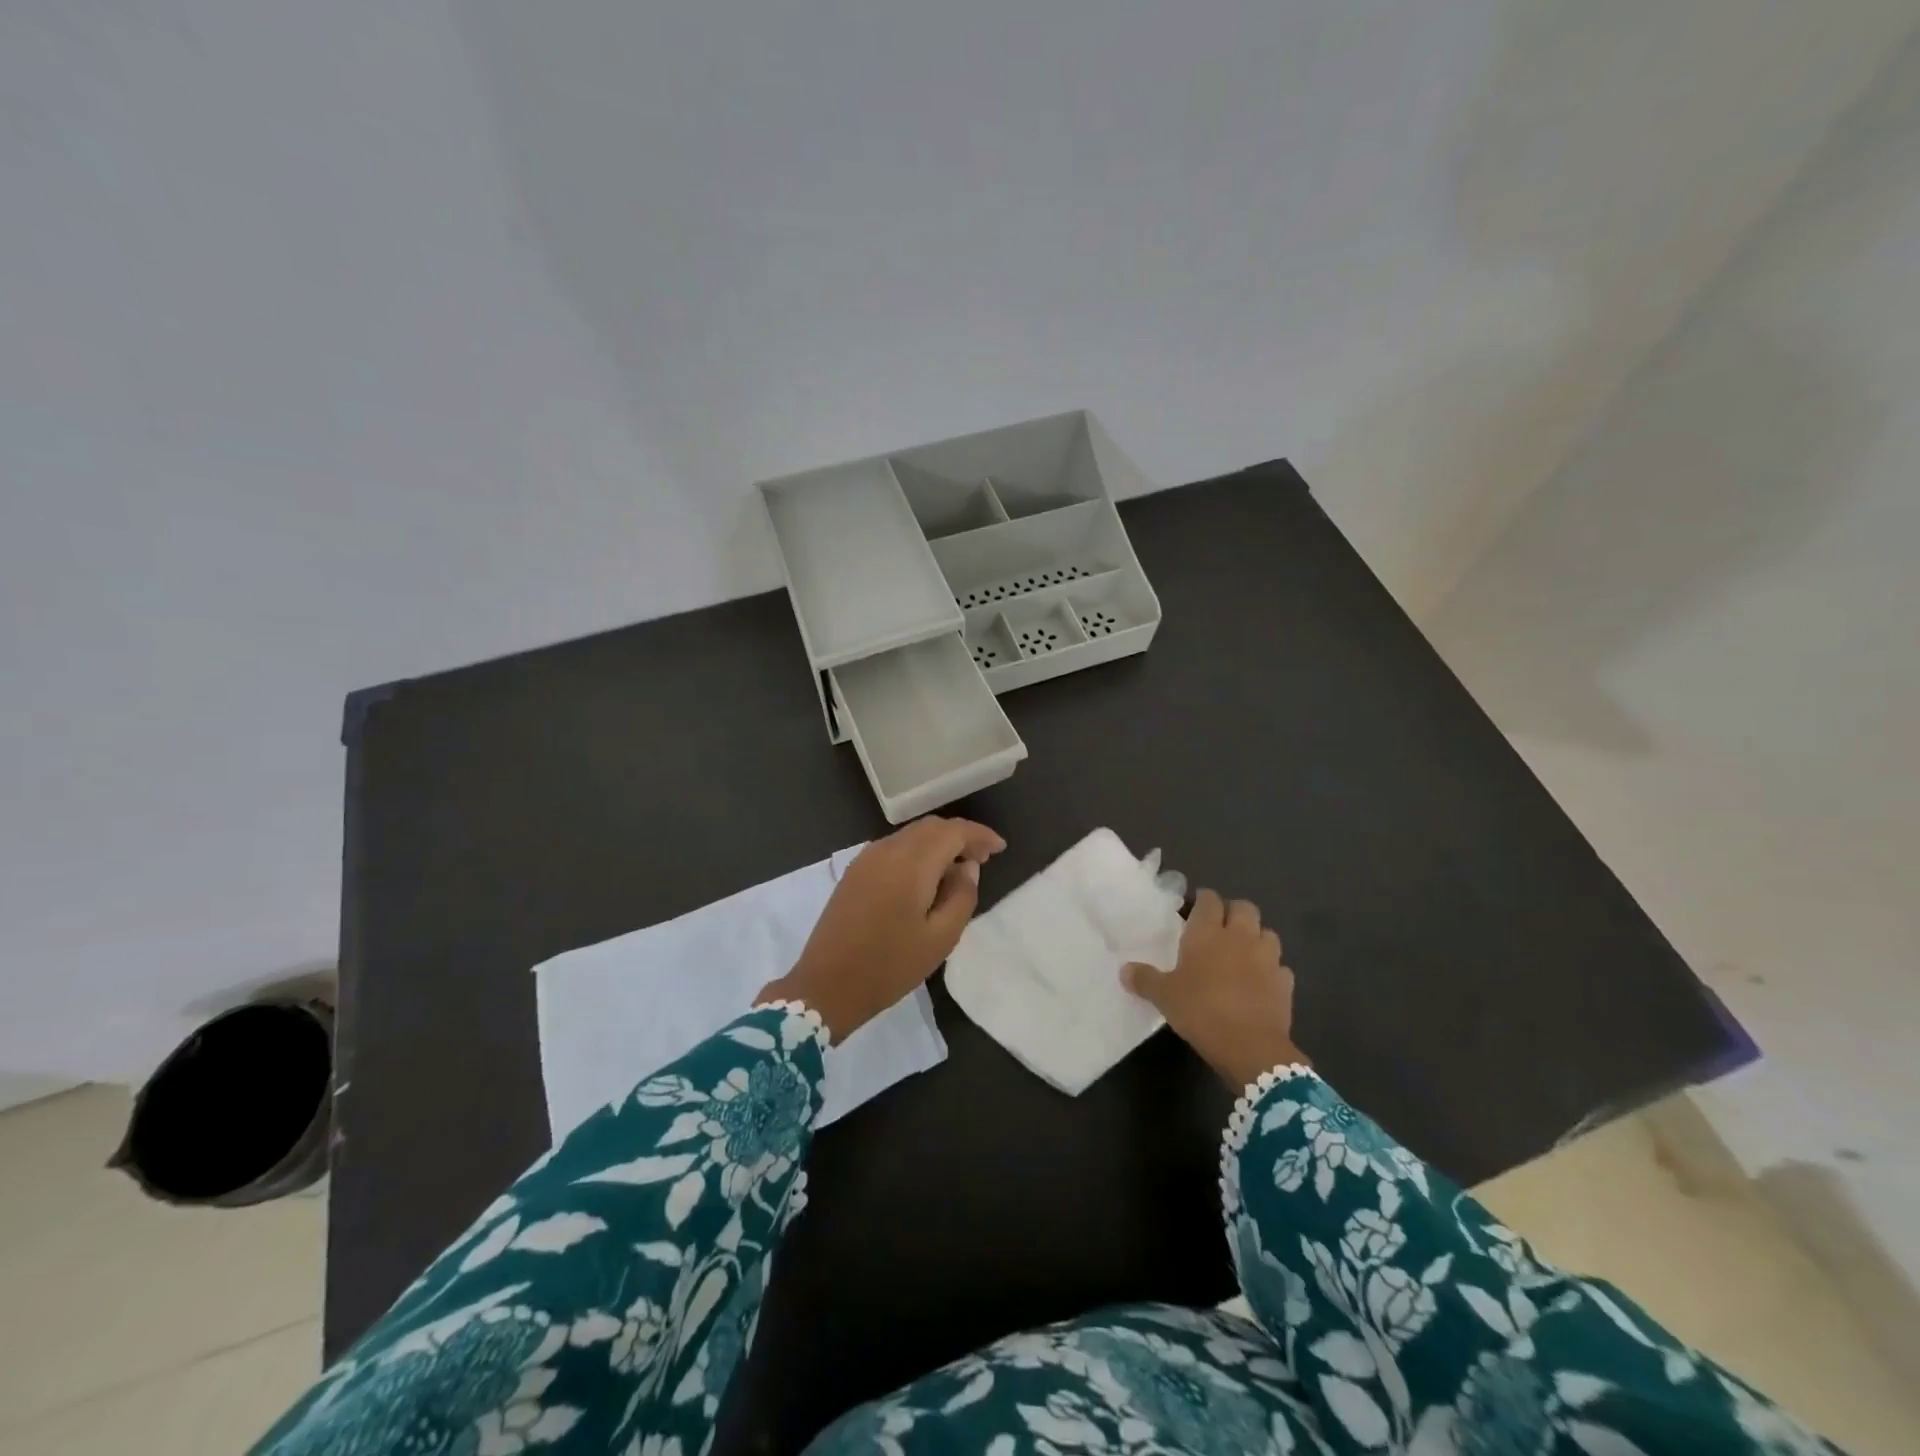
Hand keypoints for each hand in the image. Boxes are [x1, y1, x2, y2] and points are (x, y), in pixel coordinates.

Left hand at [757, 816, 1005, 1040]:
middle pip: (931, 827)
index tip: (1000, 849)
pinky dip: (917, 852)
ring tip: (958, 869)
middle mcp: (888, 849)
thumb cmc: (889, 966)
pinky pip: (894, 848)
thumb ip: (962, 896)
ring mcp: (866, 858)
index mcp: (911, 862)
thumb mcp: (940, 938)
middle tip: (983, 859)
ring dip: (938, 843)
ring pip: (911, 835)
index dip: (980, 835)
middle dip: (960, 836)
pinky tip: (926, 878)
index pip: (953, 831)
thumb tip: (967, 868)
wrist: (826, 985)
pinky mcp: (854, 872)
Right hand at [1121, 889, 1307, 1088]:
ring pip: (1267, 933)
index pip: (1209, 900)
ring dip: (1256, 937)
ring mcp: (1267, 958)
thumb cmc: (1200, 1011)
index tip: (1195, 907)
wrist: (1250, 1047)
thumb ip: (1145, 980)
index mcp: (1207, 932)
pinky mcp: (1285, 983)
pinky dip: (1272, 970)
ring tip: (1243, 952)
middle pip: (1244, 908)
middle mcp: (1240, 937)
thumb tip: (1124, 970)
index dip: (1203, 900)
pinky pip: (1280, 967)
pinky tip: (1261, 982)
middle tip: (1219, 927)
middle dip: (1233, 912)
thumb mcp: (1164, 997)